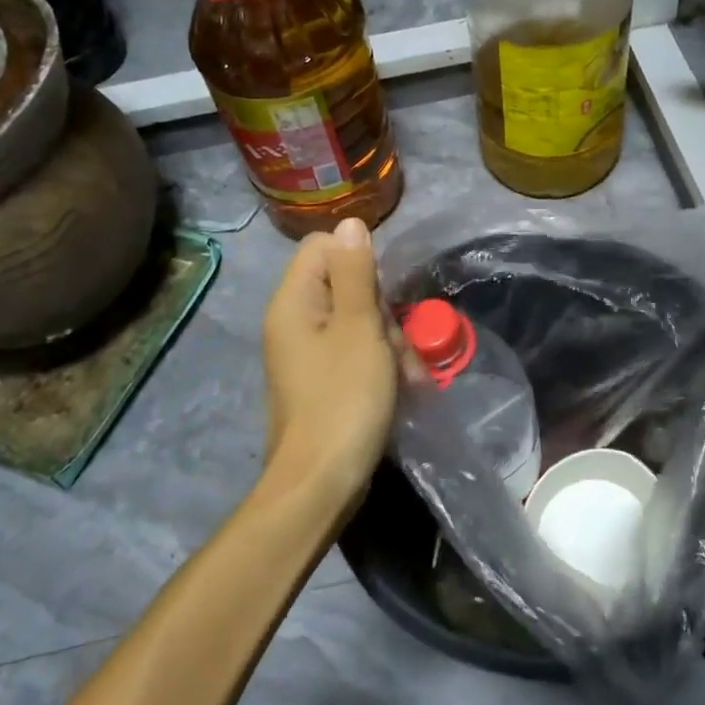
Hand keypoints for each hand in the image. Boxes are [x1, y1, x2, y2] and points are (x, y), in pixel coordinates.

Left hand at [259, 217, 397, 516]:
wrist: (321, 482)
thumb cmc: (344, 398)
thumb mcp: (359, 329)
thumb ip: (356, 273)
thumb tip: (350, 222)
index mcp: (294, 301)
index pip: (324, 247)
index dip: (360, 261)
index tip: (383, 294)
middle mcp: (294, 321)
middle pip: (346, 287)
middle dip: (382, 313)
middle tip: (397, 346)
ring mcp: (307, 354)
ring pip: (358, 324)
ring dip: (390, 344)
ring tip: (409, 379)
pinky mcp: (322, 381)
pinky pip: (354, 355)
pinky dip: (380, 367)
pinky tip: (405, 389)